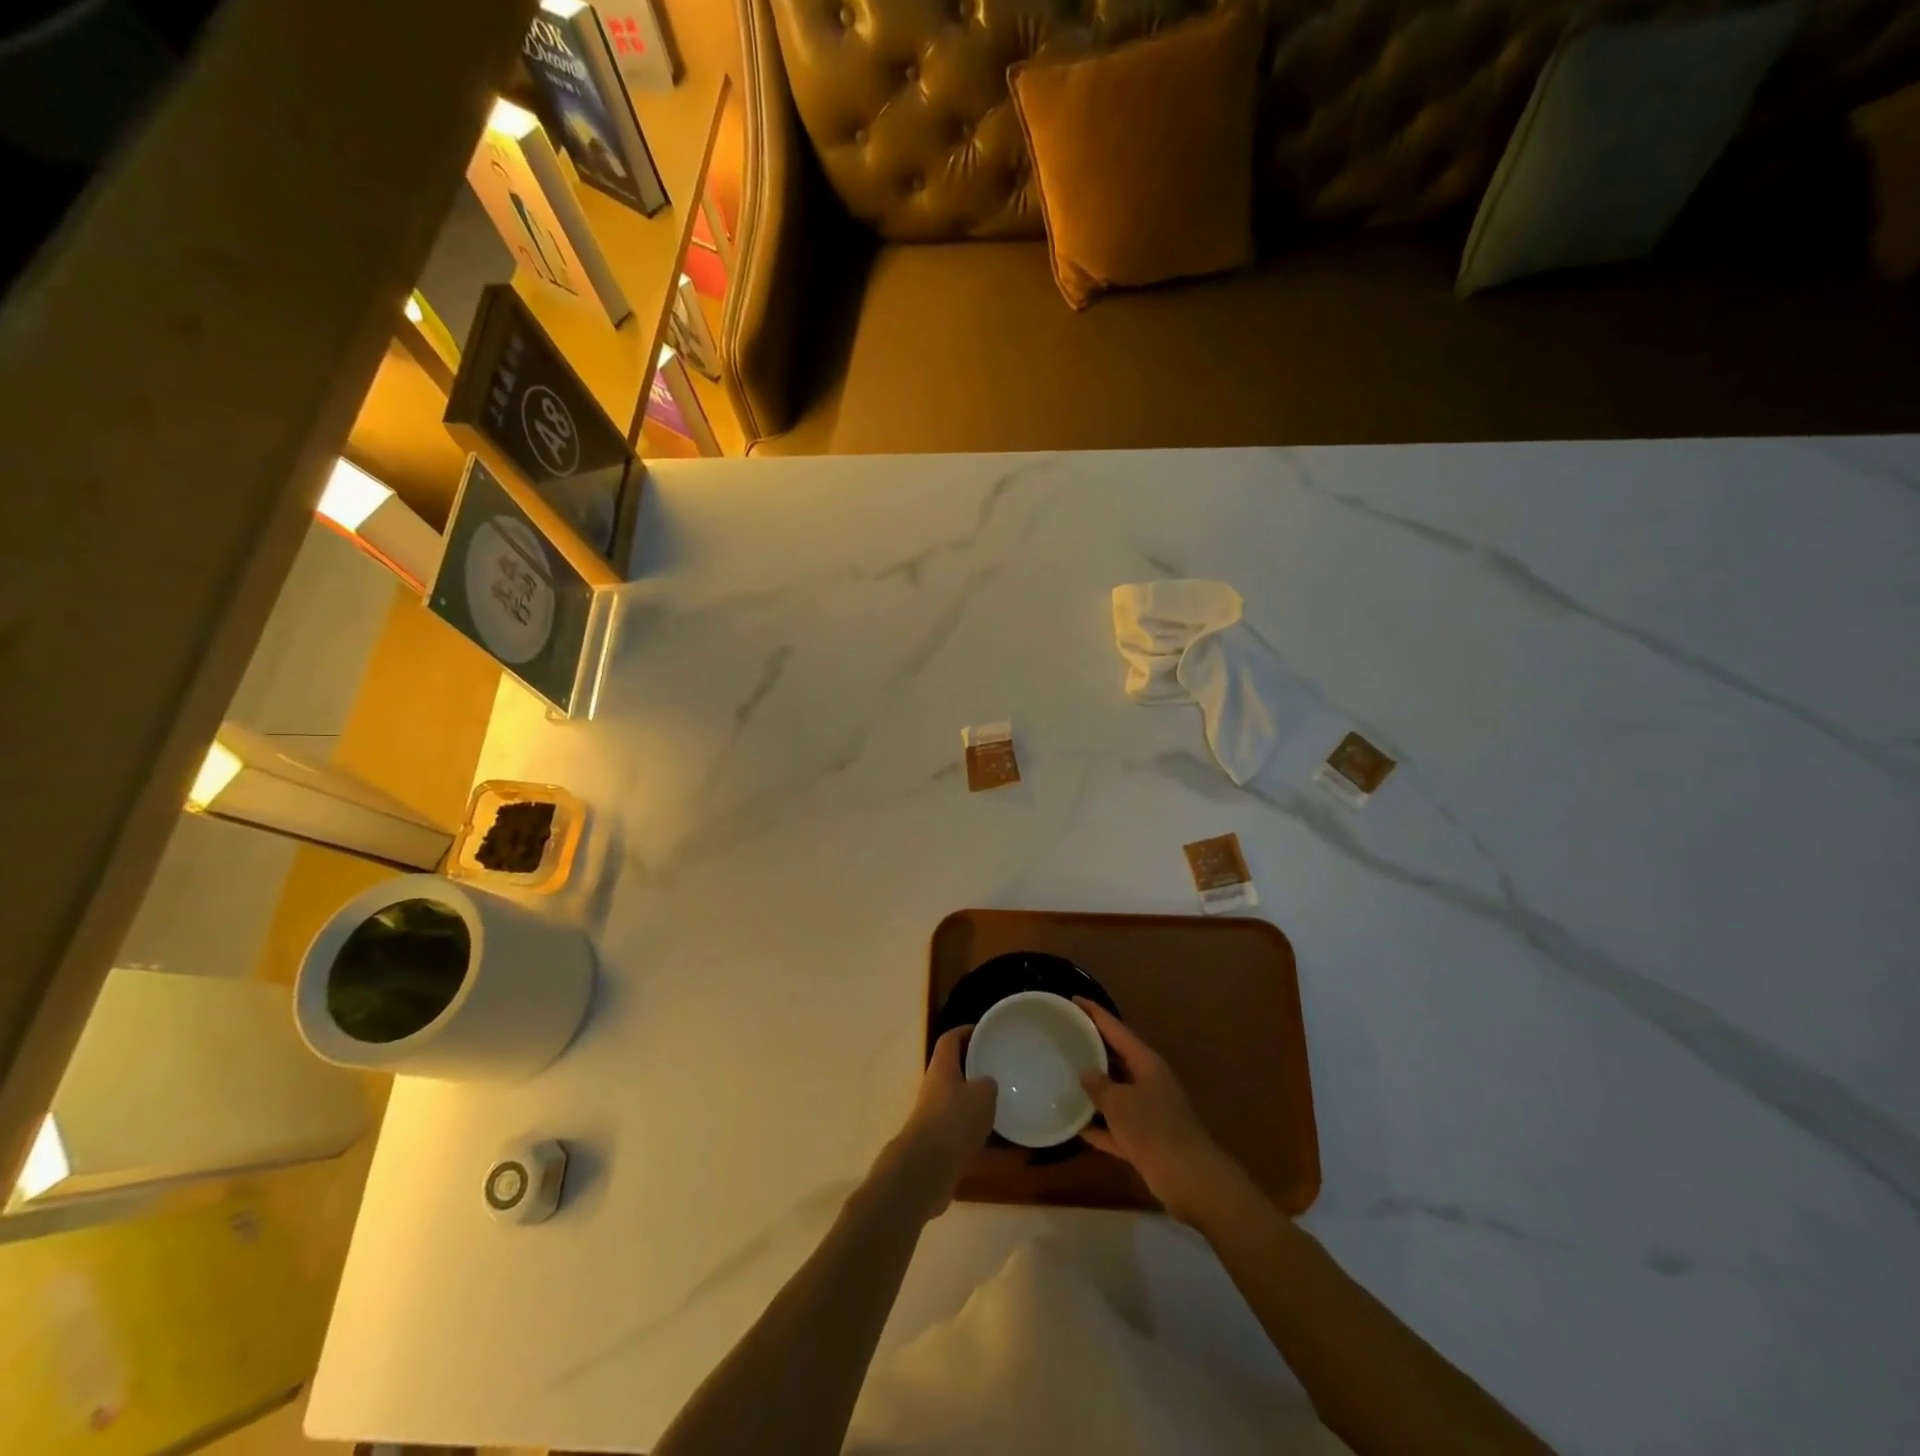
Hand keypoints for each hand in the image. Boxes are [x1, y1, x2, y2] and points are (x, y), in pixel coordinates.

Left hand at [882, 1026, 996, 1219]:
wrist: (926, 1170)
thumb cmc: (954, 1119)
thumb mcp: (982, 1093)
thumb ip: (988, 1084)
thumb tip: (988, 1084)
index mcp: (942, 1069)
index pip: (950, 1040)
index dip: (965, 1032)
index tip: (985, 1031)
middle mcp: (936, 1093)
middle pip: (956, 1076)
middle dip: (978, 1075)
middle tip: (1003, 1073)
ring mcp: (937, 1124)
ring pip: (964, 1113)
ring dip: (985, 1116)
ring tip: (1014, 1115)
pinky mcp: (943, 1153)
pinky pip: (972, 1146)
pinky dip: (992, 1152)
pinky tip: (1018, 1157)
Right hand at [1075, 997, 1238, 1223]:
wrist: (1190, 1179)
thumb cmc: (1153, 1129)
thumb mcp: (1119, 1102)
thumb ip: (1099, 1085)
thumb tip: (1086, 1072)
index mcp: (1146, 1062)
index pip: (1116, 1029)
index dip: (1095, 1013)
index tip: (1074, 1000)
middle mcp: (1149, 1081)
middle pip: (1117, 1058)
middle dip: (1093, 1048)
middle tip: (1065, 1036)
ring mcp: (1149, 1111)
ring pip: (1117, 1093)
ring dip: (1095, 1089)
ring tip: (1065, 1077)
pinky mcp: (1146, 1139)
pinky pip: (1117, 1126)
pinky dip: (1100, 1126)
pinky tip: (1076, 1126)